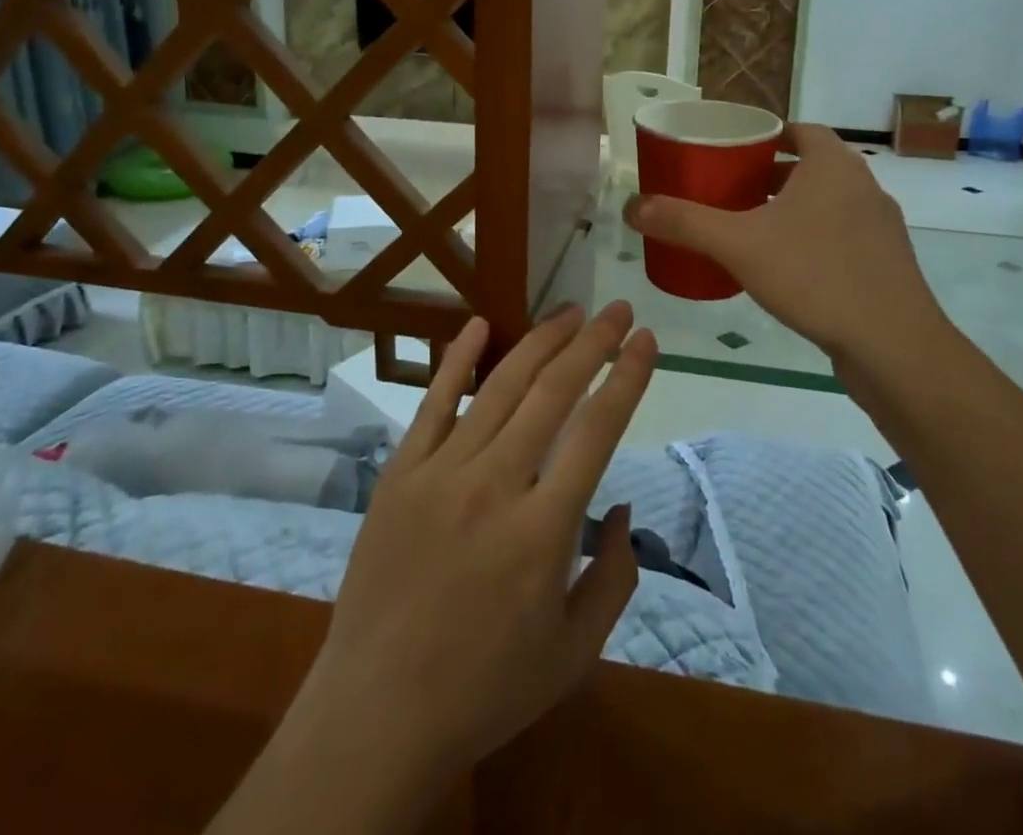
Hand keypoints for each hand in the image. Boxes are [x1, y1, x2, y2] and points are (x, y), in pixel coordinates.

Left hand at [246, 304, 655, 826]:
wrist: (377, 712)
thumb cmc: (485, 688)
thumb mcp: (575, 652)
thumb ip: (615, 577)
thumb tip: (622, 506)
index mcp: (544, 530)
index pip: (598, 430)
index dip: (627, 377)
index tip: (646, 340)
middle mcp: (495, 484)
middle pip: (553, 392)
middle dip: (592, 343)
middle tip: (616, 310)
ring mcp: (442, 471)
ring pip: (500, 386)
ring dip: (540, 341)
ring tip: (570, 311)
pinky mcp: (401, 472)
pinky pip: (433, 402)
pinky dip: (457, 359)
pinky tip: (479, 324)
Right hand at [626, 122, 946, 371]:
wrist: (893, 346)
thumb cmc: (815, 275)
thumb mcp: (738, 244)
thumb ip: (684, 222)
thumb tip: (633, 206)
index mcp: (833, 166)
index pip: (800, 130)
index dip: (767, 136)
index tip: (733, 152)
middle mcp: (863, 187)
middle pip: (811, 166)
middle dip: (771, 175)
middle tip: (730, 191)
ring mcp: (881, 228)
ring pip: (828, 204)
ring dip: (792, 209)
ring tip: (751, 229)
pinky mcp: (887, 265)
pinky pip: (842, 237)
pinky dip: (813, 240)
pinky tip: (786, 270)